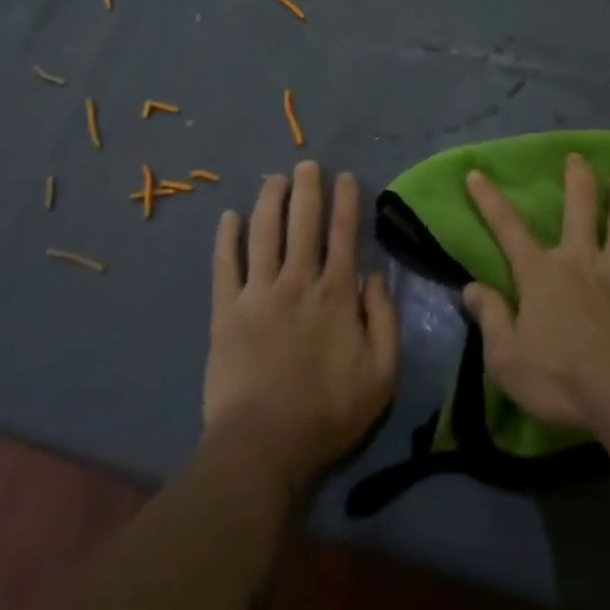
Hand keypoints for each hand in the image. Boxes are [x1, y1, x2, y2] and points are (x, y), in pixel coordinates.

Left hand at [204, 161, 398, 494]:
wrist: (263, 445)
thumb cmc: (329, 412)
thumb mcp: (382, 373)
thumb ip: (384, 319)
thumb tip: (374, 276)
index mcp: (336, 294)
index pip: (344, 234)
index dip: (346, 202)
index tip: (345, 177)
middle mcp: (297, 281)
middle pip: (303, 223)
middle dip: (307, 188)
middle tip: (307, 164)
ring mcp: (258, 293)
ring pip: (264, 233)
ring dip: (270, 201)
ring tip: (274, 178)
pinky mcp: (226, 311)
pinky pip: (225, 265)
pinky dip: (227, 238)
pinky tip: (229, 217)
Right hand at [461, 154, 609, 431]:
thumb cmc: (560, 380)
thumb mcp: (505, 358)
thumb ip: (490, 318)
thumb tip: (471, 288)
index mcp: (541, 274)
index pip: (507, 228)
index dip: (489, 200)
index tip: (477, 173)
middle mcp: (581, 260)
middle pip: (579, 208)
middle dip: (577, 178)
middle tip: (578, 157)